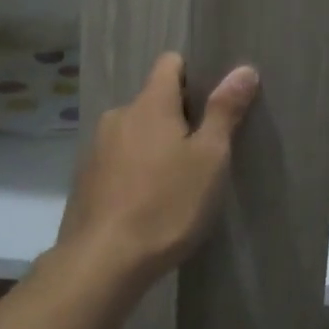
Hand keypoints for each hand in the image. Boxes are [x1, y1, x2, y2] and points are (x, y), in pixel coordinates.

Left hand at [56, 52, 258, 288]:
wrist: (101, 264)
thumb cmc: (166, 204)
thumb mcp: (210, 158)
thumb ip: (225, 111)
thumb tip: (244, 69)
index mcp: (150, 104)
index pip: (170, 63)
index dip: (193, 74)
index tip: (212, 101)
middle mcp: (118, 116)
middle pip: (153, 100)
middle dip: (177, 116)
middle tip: (203, 150)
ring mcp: (96, 149)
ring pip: (134, 132)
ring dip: (155, 145)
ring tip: (176, 181)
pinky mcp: (84, 181)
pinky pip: (118, 160)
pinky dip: (134, 170)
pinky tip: (148, 202)